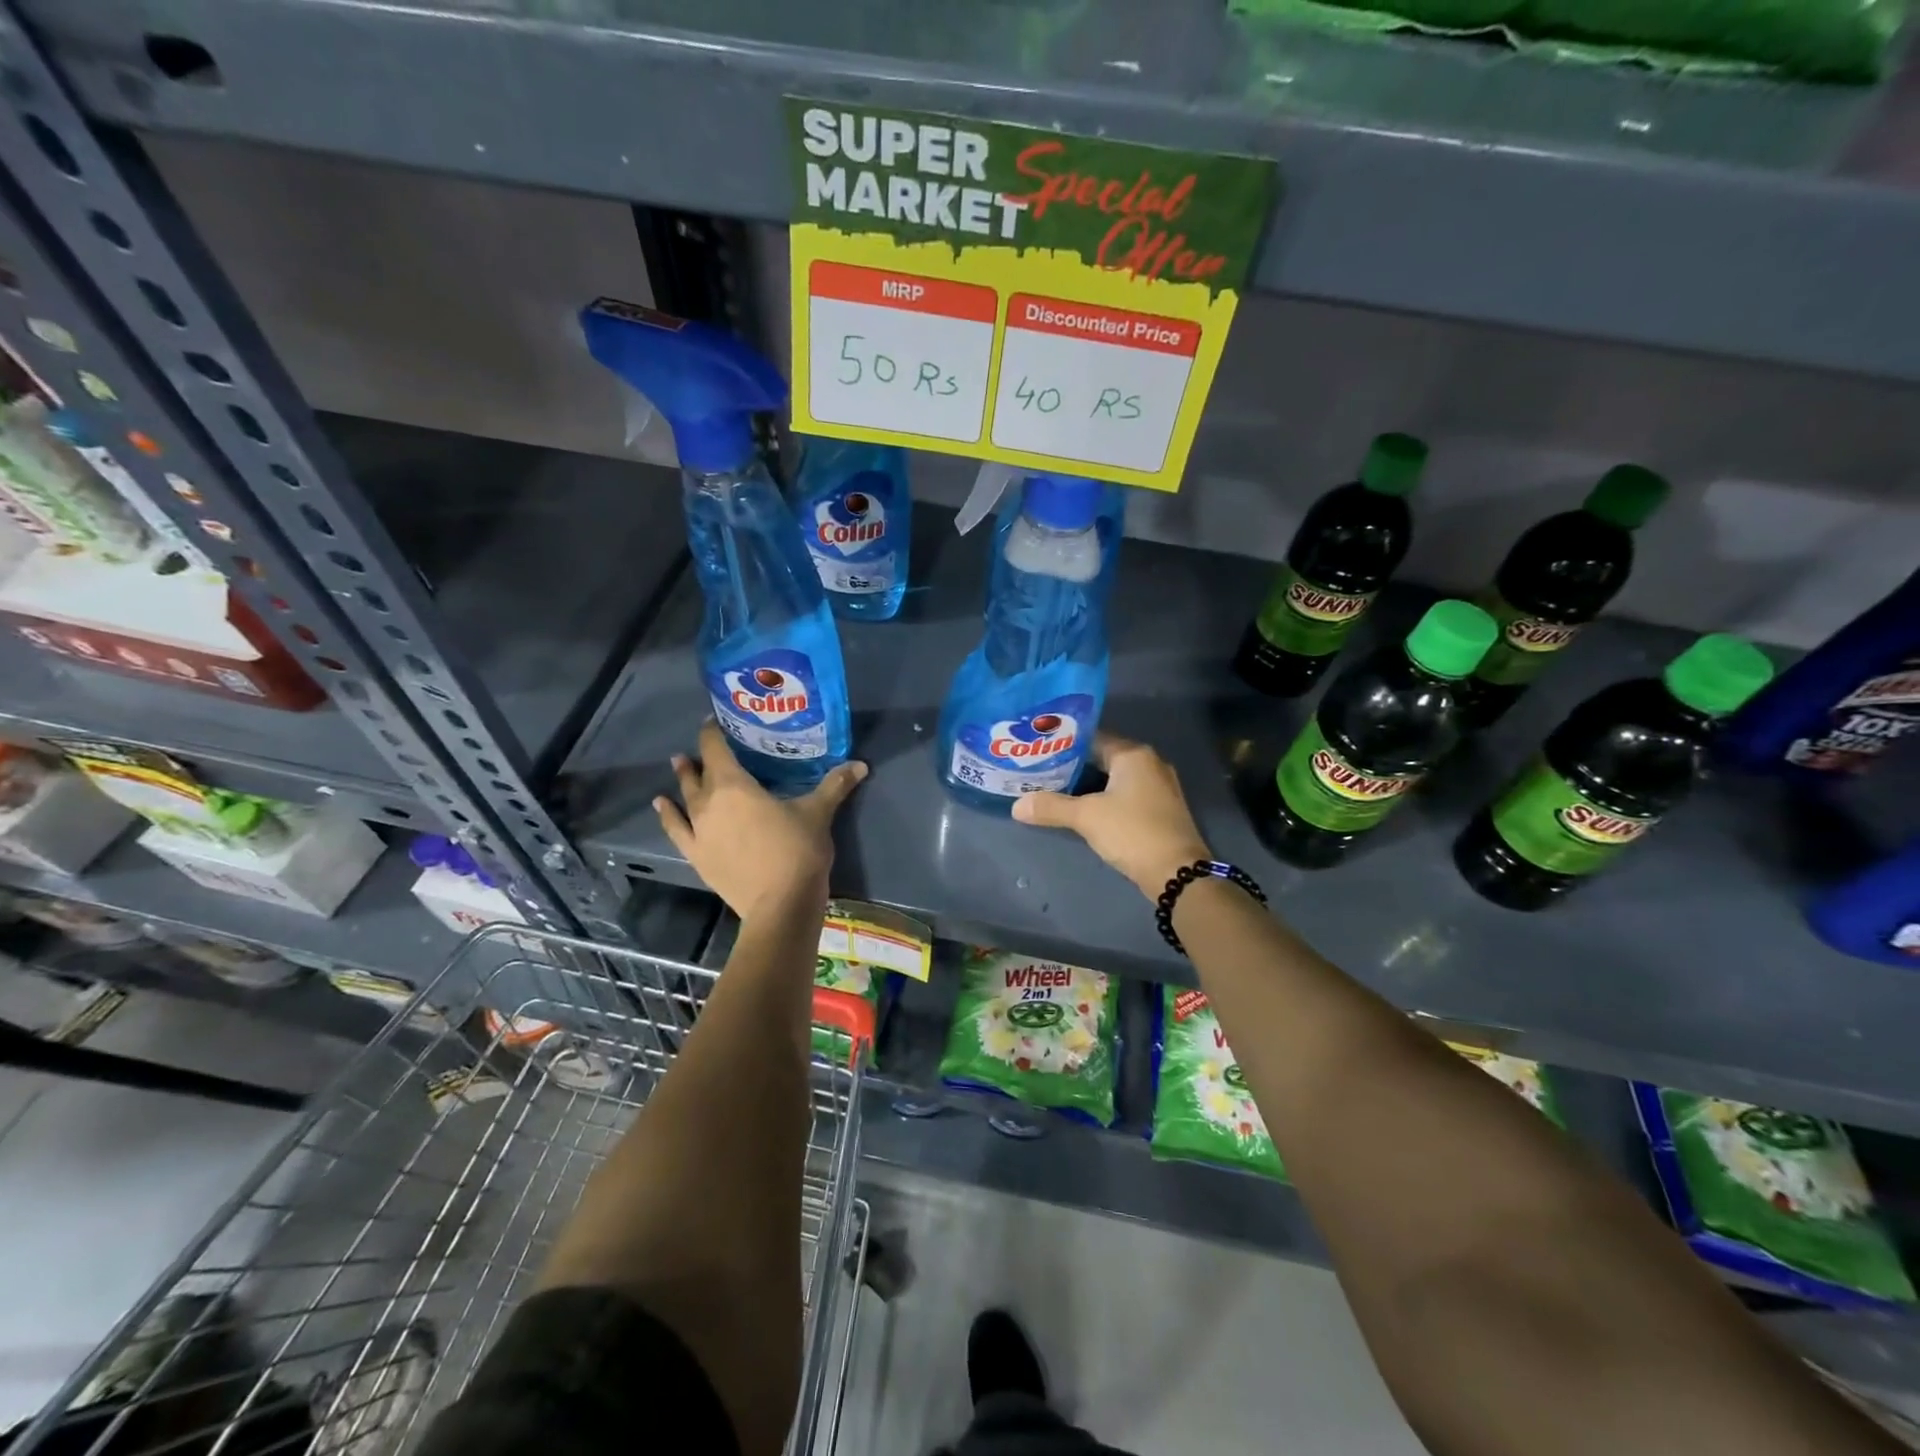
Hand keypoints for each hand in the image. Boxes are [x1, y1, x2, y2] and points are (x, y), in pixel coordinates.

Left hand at [653, 720, 867, 918]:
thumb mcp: (819, 813)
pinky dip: (668, 815)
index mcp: (735, 785)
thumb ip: (835, 785)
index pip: (716, 749)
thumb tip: (860, 764)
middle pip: (699, 773)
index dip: (712, 732)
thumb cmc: (797, 850)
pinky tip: (663, 806)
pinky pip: (676, 830)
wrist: (780, 904)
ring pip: (685, 798)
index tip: (714, 720)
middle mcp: (709, 802)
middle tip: (702, 746)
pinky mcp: (697, 855)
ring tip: (678, 765)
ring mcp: (699, 831)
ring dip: (682, 780)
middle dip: (700, 757)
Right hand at [1012, 733, 1210, 897]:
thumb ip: (1051, 807)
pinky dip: (1104, 799)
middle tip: (1040, 771)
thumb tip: (1016, 806)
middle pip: (1103, 757)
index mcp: (1134, 754)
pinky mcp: (1160, 809)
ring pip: (1114, 778)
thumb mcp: (1086, 817)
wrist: (1178, 873)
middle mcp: (1149, 763)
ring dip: (1088, 785)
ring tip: (1054, 790)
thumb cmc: (1132, 832)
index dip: (1063, 744)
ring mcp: (1158, 787)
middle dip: (1073, 766)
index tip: (1038, 751)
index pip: (1092, 738)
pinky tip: (1083, 810)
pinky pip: (1125, 795)